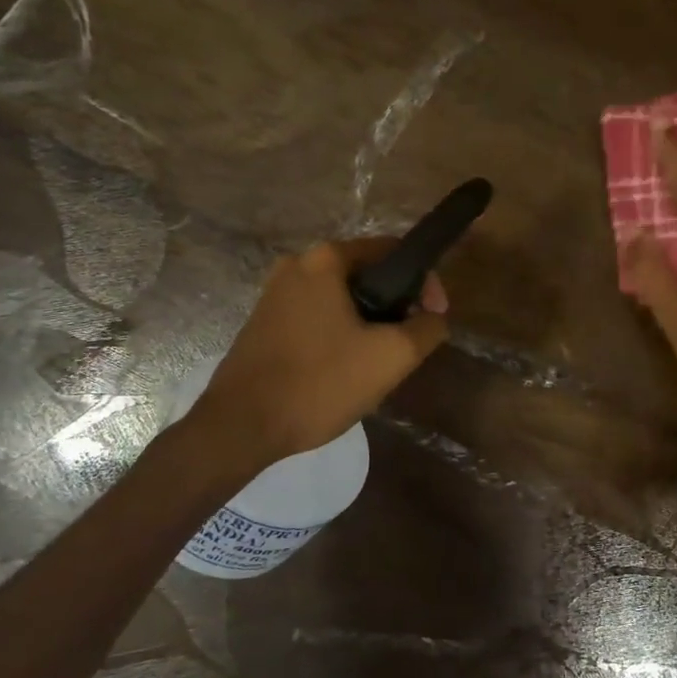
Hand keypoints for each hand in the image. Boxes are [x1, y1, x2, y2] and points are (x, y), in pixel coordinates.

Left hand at [194, 239, 449, 464]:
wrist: (242, 426)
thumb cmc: (320, 383)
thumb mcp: (391, 356)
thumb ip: (427, 328)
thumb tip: (434, 317)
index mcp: (325, 260)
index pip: (392, 251)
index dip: (424, 282)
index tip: (434, 317)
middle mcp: (296, 265)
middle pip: (366, 275)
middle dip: (395, 306)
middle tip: (409, 344)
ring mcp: (274, 294)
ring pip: (341, 300)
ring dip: (368, 323)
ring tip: (380, 362)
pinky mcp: (263, 323)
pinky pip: (316, 317)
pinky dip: (339, 334)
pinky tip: (344, 370)